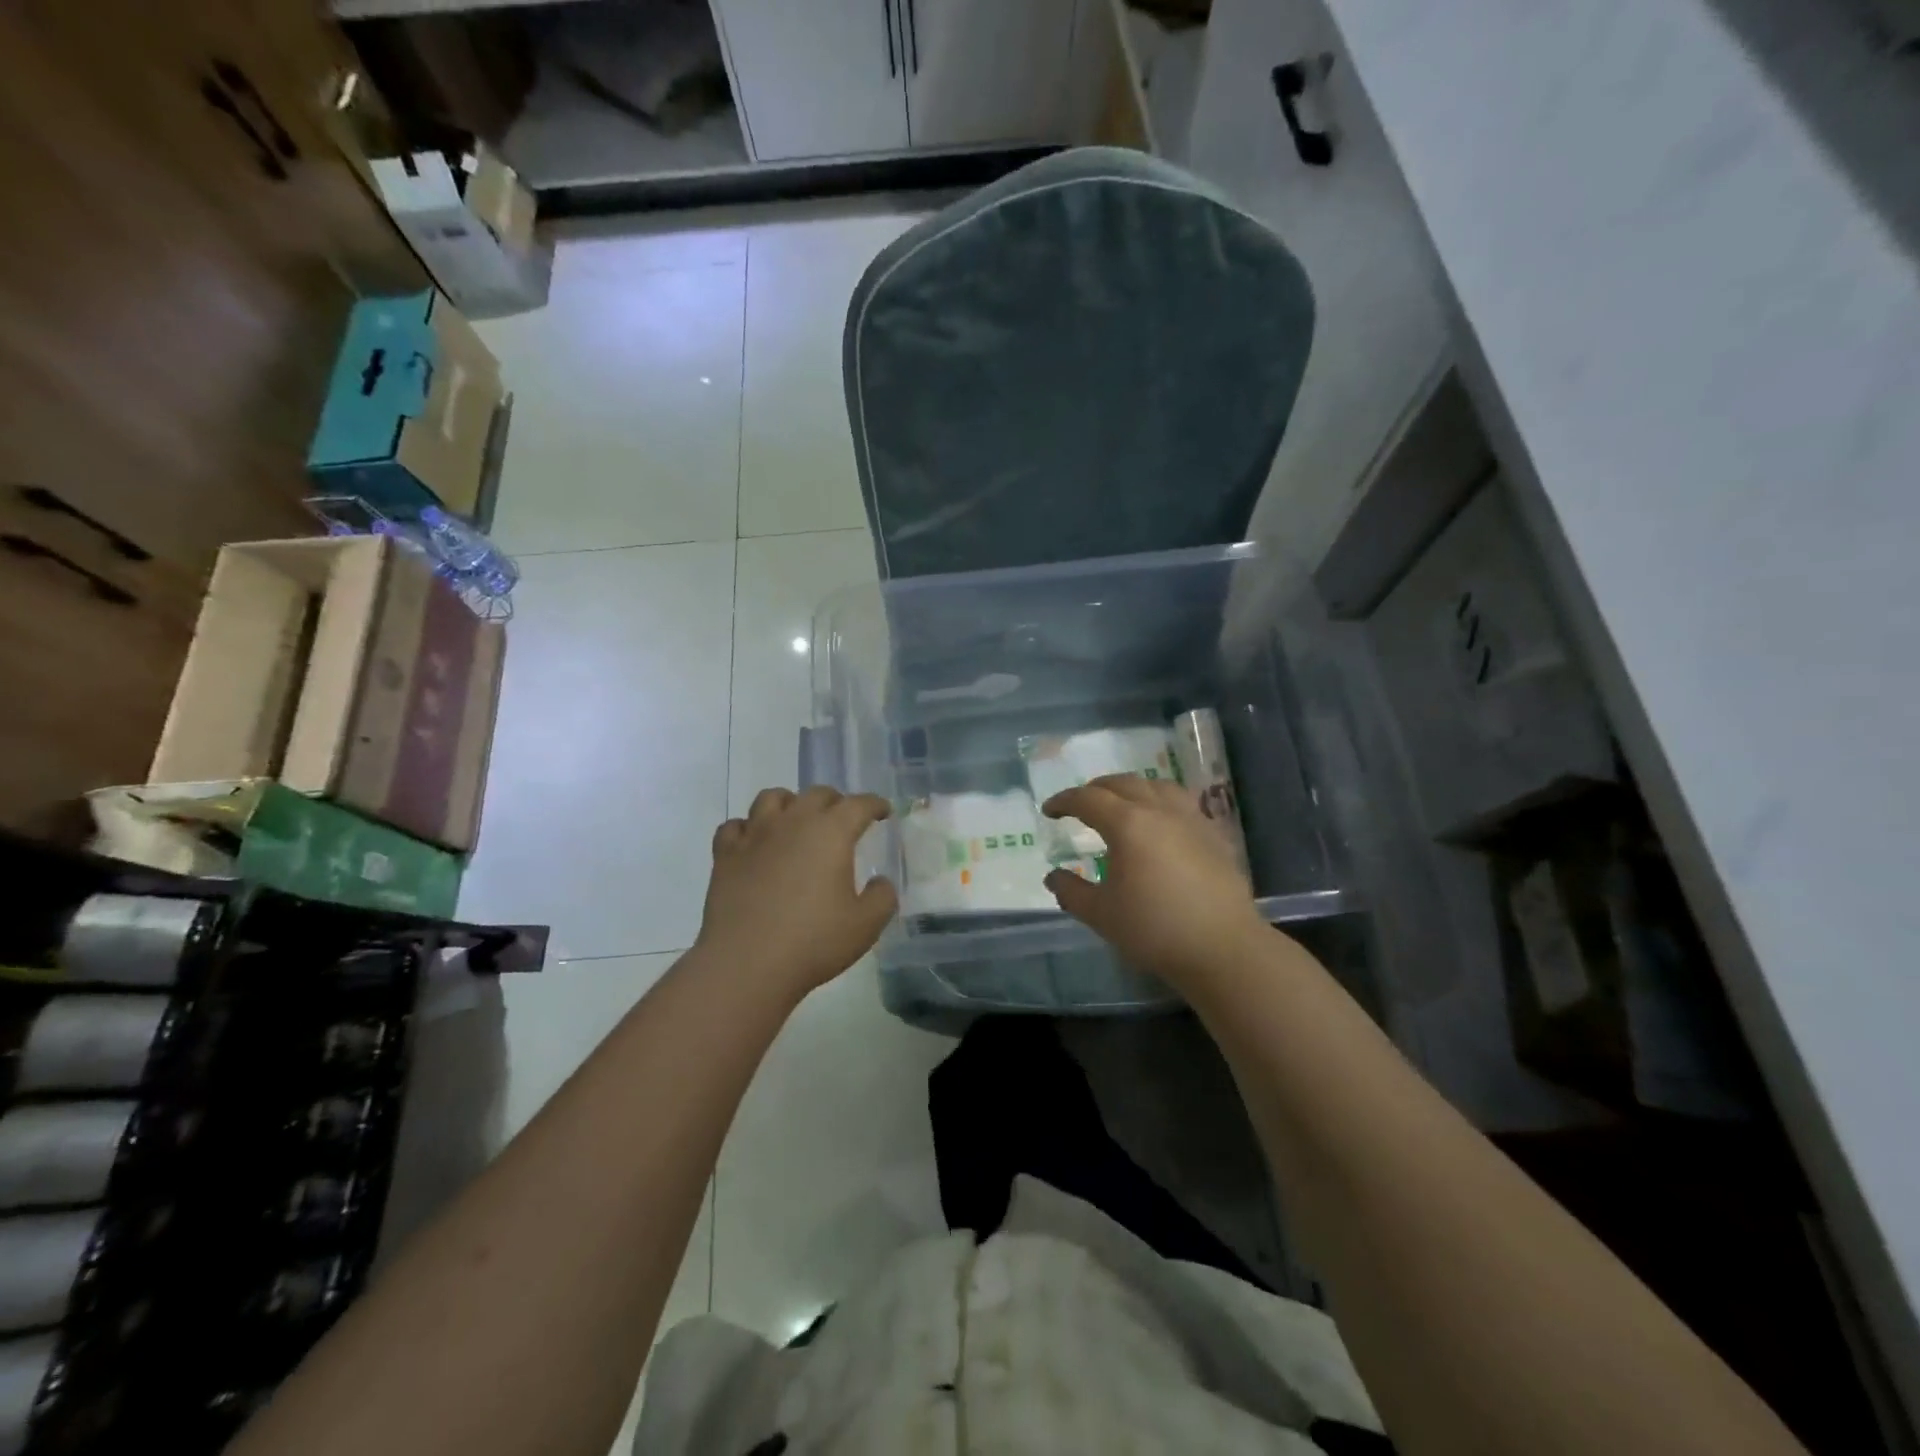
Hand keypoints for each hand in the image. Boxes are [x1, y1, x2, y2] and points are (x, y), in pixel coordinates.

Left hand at [697, 786, 898, 999]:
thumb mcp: (866, 925)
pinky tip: (754, 843)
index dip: (874, 805)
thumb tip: (880, 881)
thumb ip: (882, 897)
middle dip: (835, 802)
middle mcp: (793, 822)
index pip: (859, 804)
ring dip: (790, 804)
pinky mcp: (725, 855)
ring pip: (772, 798)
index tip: (882, 812)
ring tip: (796, 820)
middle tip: (843, 820)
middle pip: (816, 794)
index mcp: (831, 832)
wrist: (746, 964)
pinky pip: (735, 826)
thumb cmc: (813, 942)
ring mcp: (754, 836)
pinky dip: (748, 828)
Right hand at [1043, 774, 1271, 988]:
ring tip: (1121, 805)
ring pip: (1156, 785)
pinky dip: (1160, 800)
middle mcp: (1159, 810)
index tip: (1049, 811)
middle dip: (1095, 789)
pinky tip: (1160, 822)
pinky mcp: (1213, 834)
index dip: (1064, 801)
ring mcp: (1190, 819)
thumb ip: (1071, 892)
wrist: (1222, 948)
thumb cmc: (1155, 929)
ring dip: (1131, 788)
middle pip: (1122, 783)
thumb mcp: (1101, 914)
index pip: (1088, 799)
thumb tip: (1053, 877)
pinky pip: (1181, 801)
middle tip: (1080, 806)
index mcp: (1128, 824)